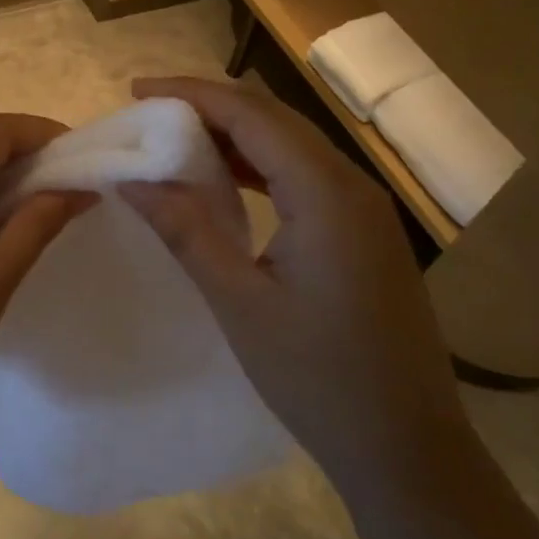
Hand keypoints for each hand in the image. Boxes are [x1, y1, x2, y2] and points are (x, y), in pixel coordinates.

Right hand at [121, 77, 467, 487]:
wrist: (407, 448)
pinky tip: (223, 180)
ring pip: (290, 145)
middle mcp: (351, 185)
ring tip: (174, 138)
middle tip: (148, 111)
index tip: (137, 90)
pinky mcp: (362, 232)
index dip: (191, 95)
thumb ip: (185, 229)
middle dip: (209, 106)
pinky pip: (303, 175)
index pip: (251, 116)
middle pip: (273, 119)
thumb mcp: (239, 301)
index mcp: (325, 194)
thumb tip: (131, 180)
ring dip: (233, 134)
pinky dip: (258, 165)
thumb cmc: (318, 377)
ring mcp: (363, 209)